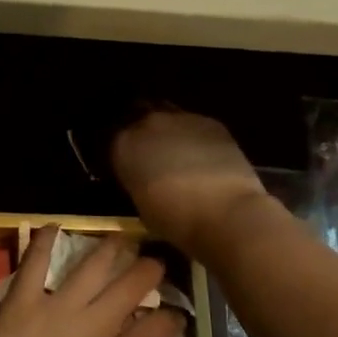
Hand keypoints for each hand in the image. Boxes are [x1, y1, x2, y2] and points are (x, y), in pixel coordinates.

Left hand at [0, 227, 184, 336]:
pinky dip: (45, 241)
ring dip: (111, 248)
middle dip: (150, 270)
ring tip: (120, 239)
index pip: (161, 329)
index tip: (175, 315)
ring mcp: (59, 307)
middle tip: (154, 263)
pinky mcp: (23, 299)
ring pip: (94, 265)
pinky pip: (36, 261)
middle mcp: (97, 326)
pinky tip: (54, 227)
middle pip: (134, 286)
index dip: (174, 318)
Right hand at [110, 108, 269, 257]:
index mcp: (124, 144)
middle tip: (149, 152)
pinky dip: (193, 136)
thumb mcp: (140, 203)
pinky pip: (194, 124)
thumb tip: (143, 176)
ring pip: (167, 116)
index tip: (124, 163)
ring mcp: (181, 118)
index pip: (111, 138)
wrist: (226, 213)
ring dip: (168, 130)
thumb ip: (136, 180)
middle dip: (141, 131)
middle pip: (138, 116)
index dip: (119, 150)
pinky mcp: (211, 122)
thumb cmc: (176, 220)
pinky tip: (202, 155)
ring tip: (176, 152)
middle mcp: (148, 122)